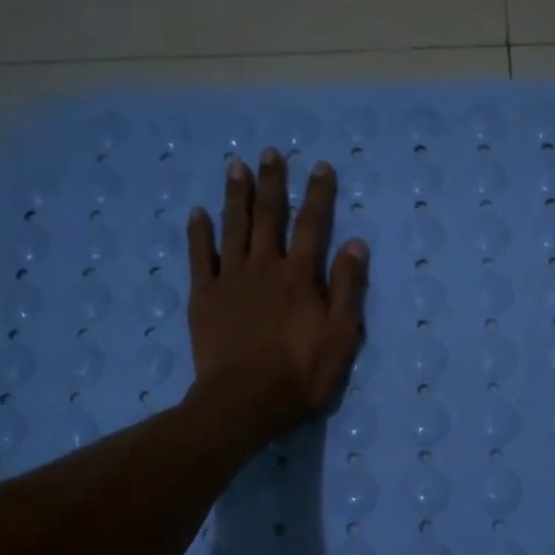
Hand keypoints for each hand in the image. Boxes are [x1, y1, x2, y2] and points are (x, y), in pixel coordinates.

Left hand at [186, 148, 368, 439]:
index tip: (321, 166)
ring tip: (236, 165)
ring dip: (235, 195)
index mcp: (300, 277)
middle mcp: (264, 267)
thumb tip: (355, 243)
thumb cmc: (300, 375)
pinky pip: (200, 256)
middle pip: (269, 216)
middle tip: (271, 152)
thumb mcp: (341, 337)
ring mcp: (230, 280)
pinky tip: (198, 213)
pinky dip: (199, 233)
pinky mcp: (204, 297)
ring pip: (233, 227)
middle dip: (272, 183)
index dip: (319, 194)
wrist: (243, 402)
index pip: (313, 225)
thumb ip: (348, 289)